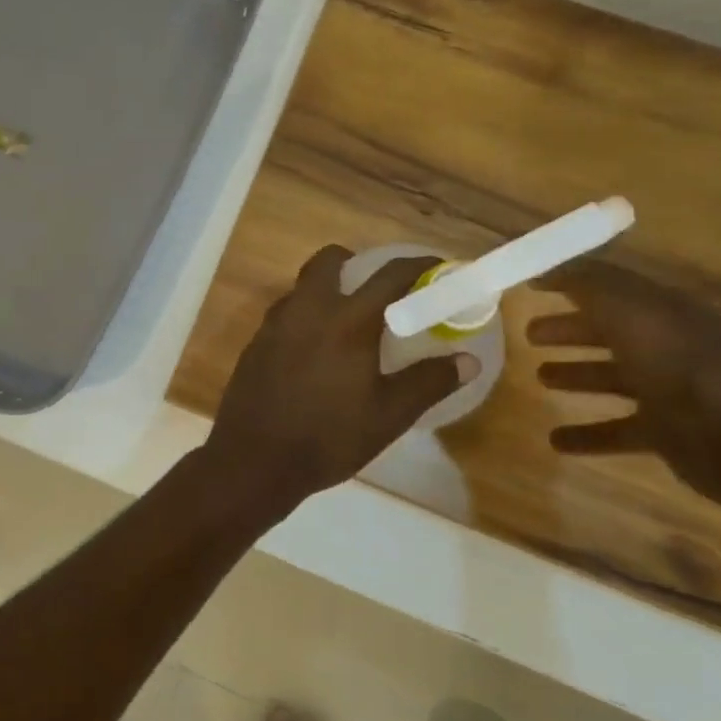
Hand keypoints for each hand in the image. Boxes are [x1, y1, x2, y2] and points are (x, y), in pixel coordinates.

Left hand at [207, 246, 474, 497]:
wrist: (253, 459)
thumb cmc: (328, 438)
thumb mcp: (388, 415)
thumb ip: (428, 382)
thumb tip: (467, 361)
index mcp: (347, 321)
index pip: (390, 275)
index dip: (419, 265)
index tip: (438, 268)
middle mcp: (307, 309)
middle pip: (329, 261)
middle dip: (356, 263)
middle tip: (378, 290)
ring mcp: (274, 324)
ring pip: (302, 286)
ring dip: (327, 289)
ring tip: (348, 323)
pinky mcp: (255, 343)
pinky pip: (285, 313)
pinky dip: (306, 316)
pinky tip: (315, 351)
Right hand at [529, 262, 720, 520]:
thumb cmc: (686, 369)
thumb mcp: (632, 312)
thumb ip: (588, 284)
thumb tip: (545, 263)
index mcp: (660, 311)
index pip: (608, 287)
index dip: (570, 281)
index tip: (528, 283)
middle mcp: (665, 345)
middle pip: (609, 331)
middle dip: (569, 329)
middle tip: (528, 334)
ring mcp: (669, 391)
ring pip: (612, 377)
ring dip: (576, 375)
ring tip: (538, 378)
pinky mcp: (668, 433)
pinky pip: (618, 430)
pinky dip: (588, 434)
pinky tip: (556, 440)